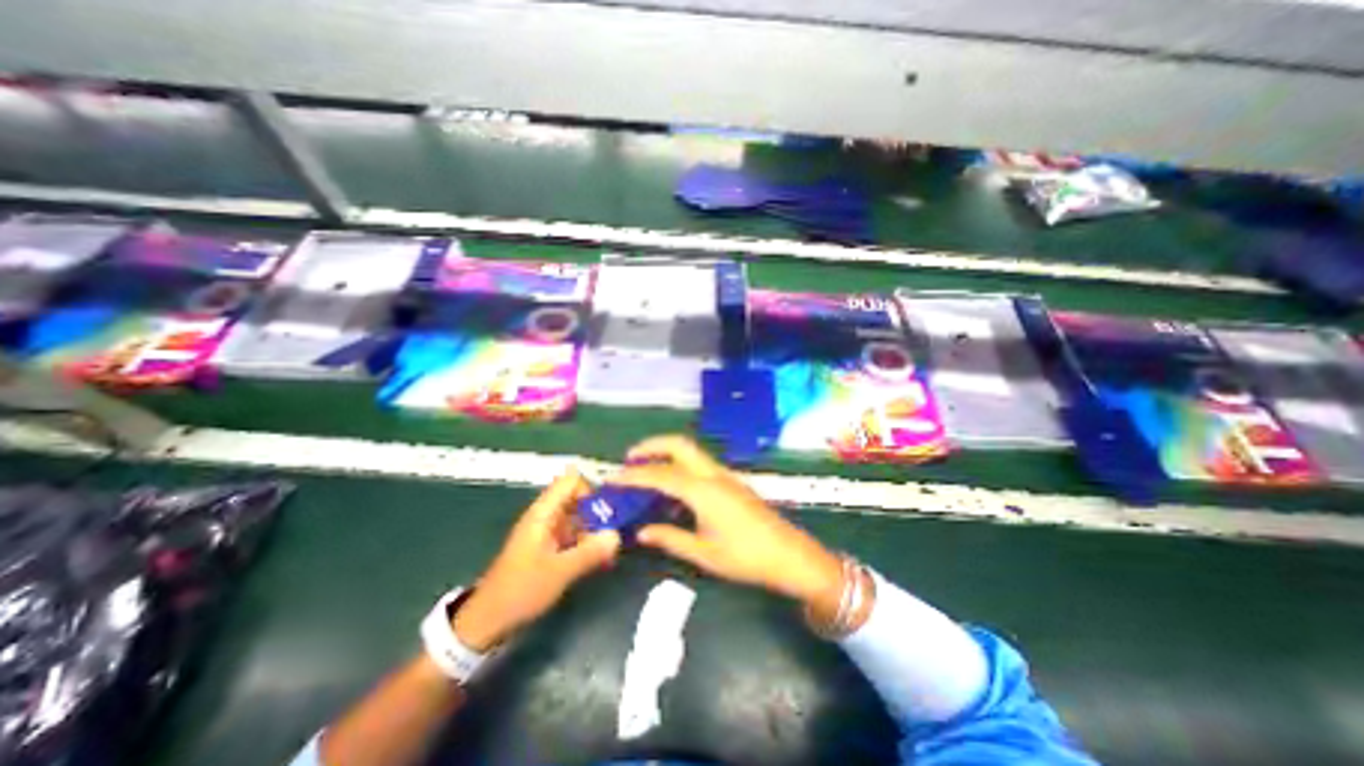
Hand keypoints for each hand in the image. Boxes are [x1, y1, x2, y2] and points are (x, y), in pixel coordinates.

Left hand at [451, 468, 620, 651]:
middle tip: (617, 530)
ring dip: (595, 529)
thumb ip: (590, 552)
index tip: (607, 511)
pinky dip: (587, 542)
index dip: (590, 490)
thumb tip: (617, 535)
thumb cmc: (521, 590)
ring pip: (578, 518)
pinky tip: (601, 559)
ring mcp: (547, 533)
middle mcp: (545, 517)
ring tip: (612, 548)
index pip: (570, 482)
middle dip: (598, 511)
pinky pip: (574, 535)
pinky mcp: (549, 549)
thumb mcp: (559, 572)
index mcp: (543, 513)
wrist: (488, 622)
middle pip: (577, 499)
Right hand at [604, 438, 842, 610]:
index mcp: (702, 491)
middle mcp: (712, 474)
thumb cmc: (746, 557)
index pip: (660, 475)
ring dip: (666, 453)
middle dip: (651, 445)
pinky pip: (699, 464)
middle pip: (678, 445)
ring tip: (646, 469)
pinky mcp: (731, 482)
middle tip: (630, 458)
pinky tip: (673, 488)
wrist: (790, 555)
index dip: (633, 475)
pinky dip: (680, 465)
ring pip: (690, 451)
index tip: (612, 478)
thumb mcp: (704, 553)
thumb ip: (669, 538)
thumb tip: (641, 531)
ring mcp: (724, 475)